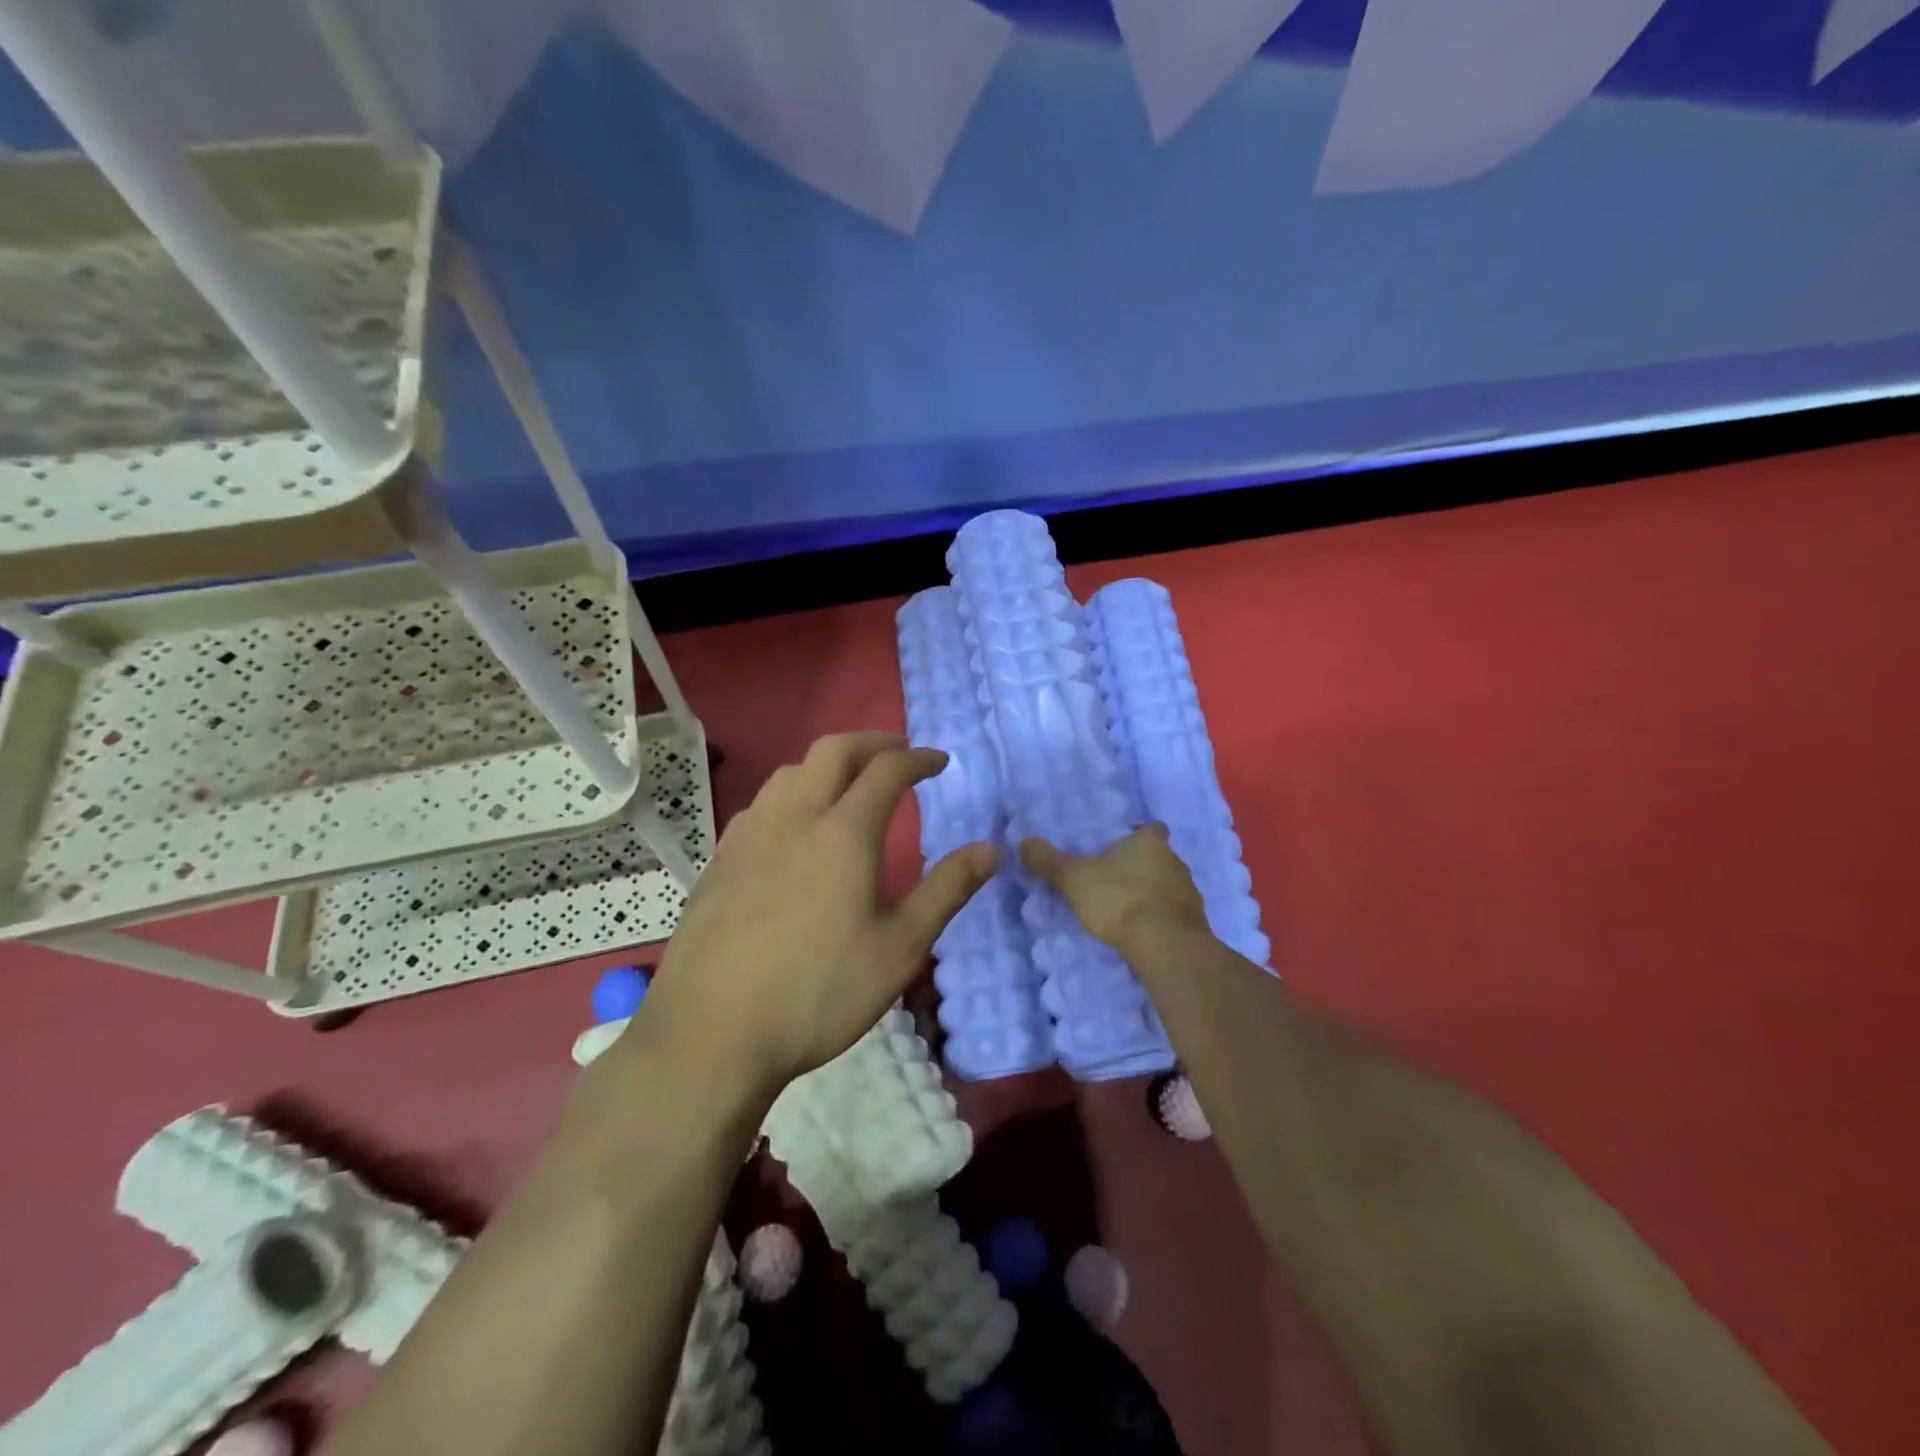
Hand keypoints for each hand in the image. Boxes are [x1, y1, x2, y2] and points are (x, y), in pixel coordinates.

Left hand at [631, 732, 997, 1098]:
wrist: (710, 1034)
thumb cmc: (817, 993)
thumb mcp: (899, 949)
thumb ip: (946, 892)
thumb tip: (990, 849)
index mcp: (843, 834)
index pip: (886, 771)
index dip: (917, 759)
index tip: (939, 761)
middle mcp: (793, 819)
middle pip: (832, 751)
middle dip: (871, 741)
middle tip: (897, 751)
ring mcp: (748, 837)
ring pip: (789, 772)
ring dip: (826, 764)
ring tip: (846, 784)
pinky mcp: (719, 861)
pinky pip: (760, 804)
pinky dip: (790, 794)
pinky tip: (792, 828)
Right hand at [1020, 823, 1208, 950]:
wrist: (1164, 947)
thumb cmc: (1120, 900)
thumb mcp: (1075, 878)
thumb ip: (1049, 861)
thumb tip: (1024, 841)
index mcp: (1151, 843)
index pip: (1151, 828)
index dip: (1138, 835)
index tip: (1122, 846)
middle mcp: (1176, 862)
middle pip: (1161, 857)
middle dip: (1143, 867)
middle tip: (1116, 879)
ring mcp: (1190, 894)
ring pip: (1170, 887)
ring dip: (1154, 894)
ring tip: (1128, 909)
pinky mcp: (1195, 925)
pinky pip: (1175, 915)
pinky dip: (1162, 920)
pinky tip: (1144, 933)